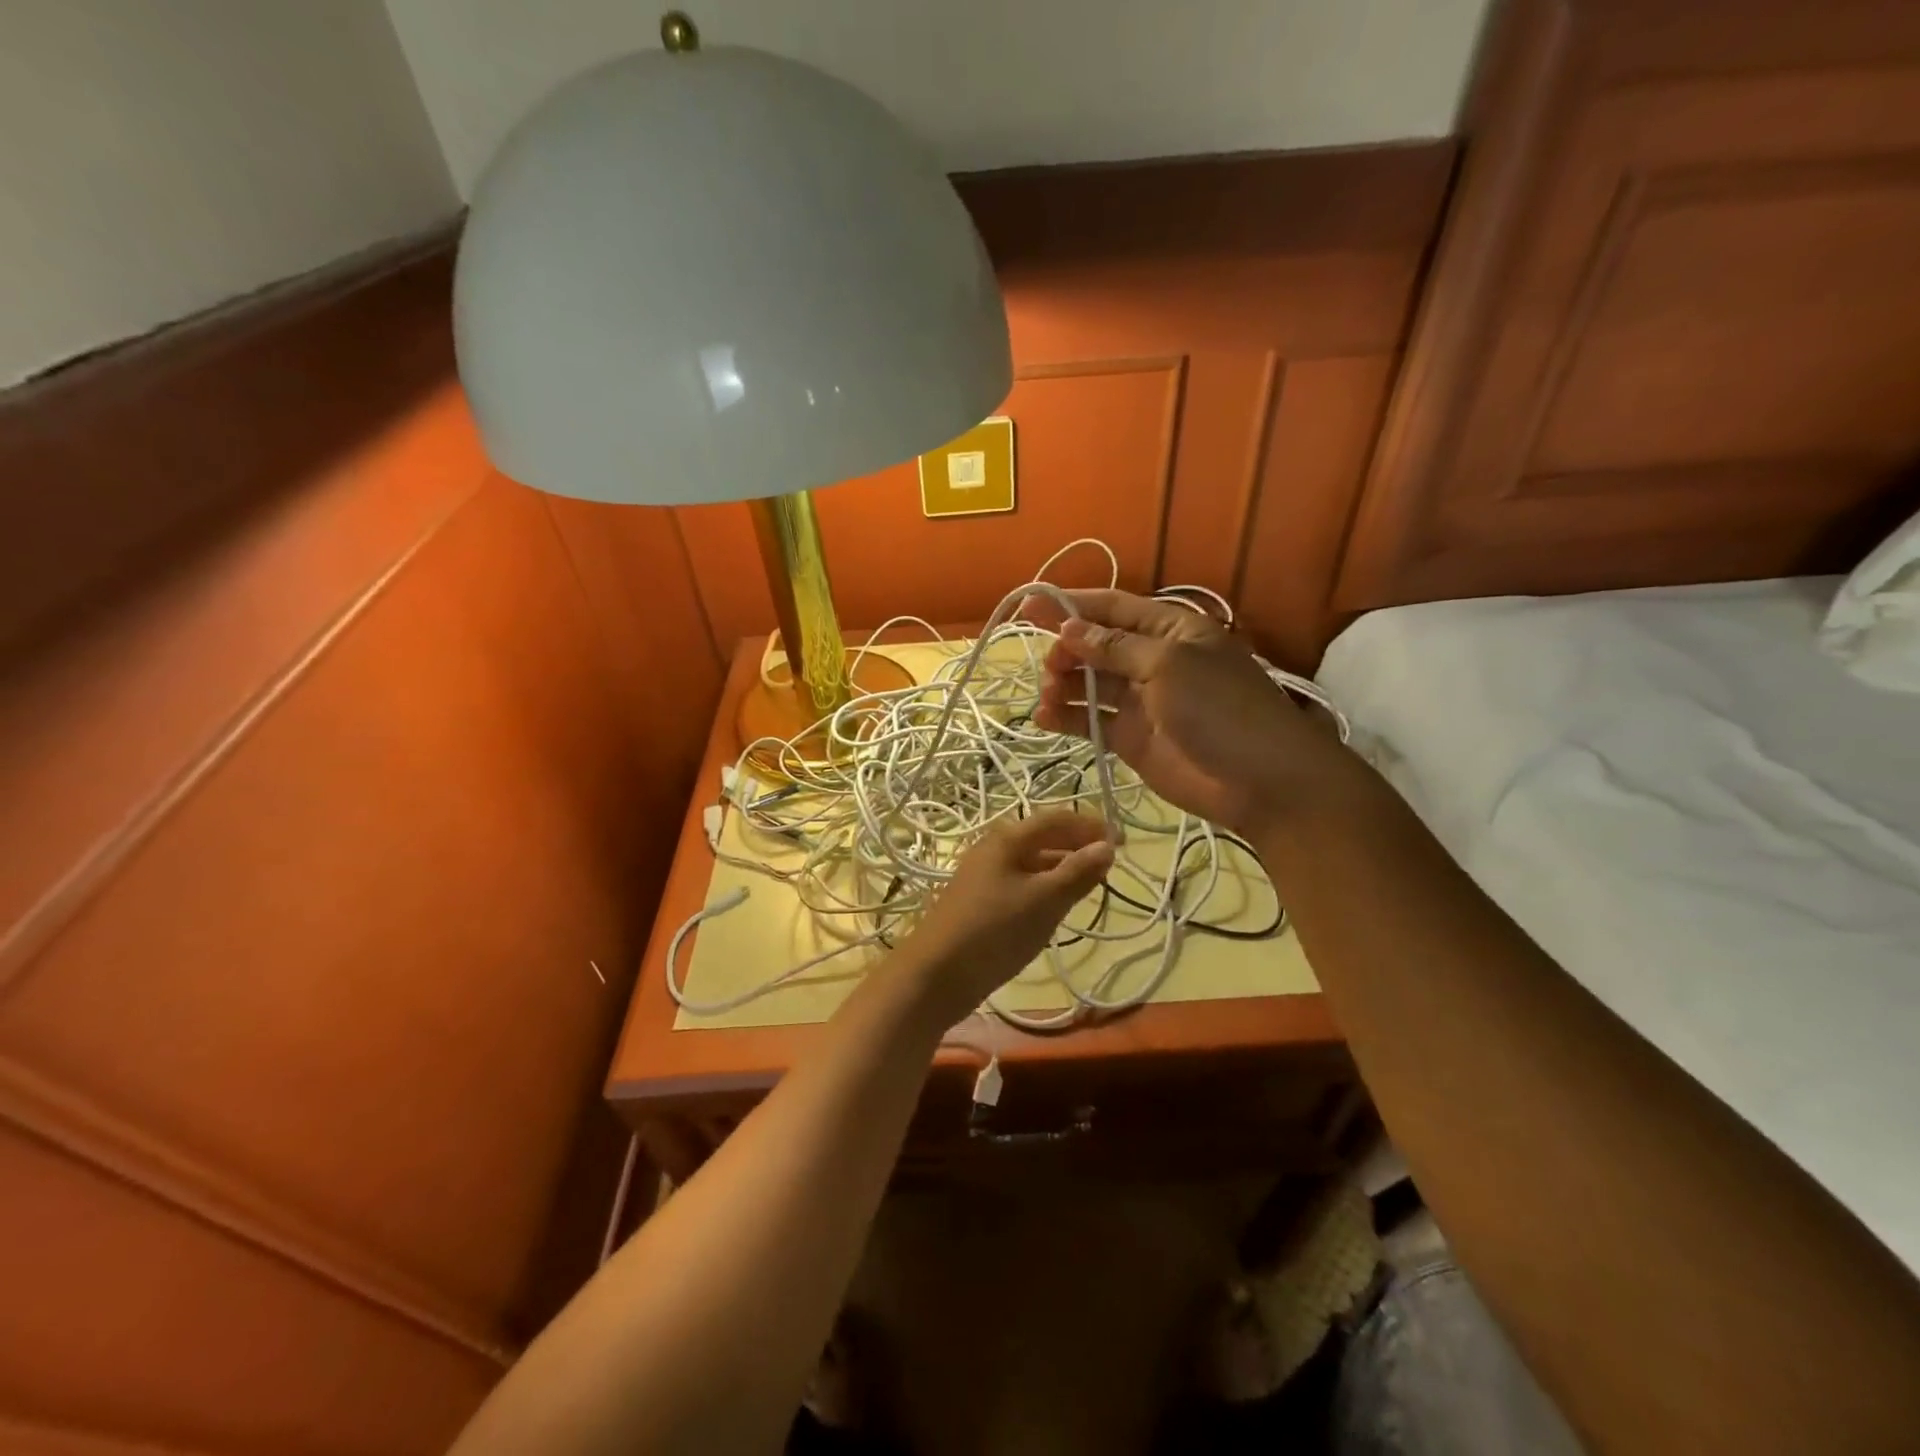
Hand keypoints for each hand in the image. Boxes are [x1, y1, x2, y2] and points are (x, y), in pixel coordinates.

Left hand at [901, 810, 1113, 1024]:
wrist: (936, 974)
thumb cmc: (994, 930)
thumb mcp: (1044, 901)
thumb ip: (1077, 873)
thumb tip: (1107, 846)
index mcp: (1008, 838)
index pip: (1057, 818)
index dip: (1090, 826)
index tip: (1122, 842)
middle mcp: (994, 848)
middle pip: (1043, 837)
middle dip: (1077, 846)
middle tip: (1109, 866)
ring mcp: (984, 875)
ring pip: (1032, 862)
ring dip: (1062, 868)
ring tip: (1090, 885)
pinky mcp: (980, 901)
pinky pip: (1020, 882)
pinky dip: (1044, 887)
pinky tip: (1056, 906)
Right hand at [1029, 590, 1367, 838]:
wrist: (1260, 781)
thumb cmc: (1220, 709)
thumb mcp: (1169, 665)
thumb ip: (1115, 647)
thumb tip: (1070, 628)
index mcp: (1170, 630)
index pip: (1113, 608)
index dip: (1071, 606)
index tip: (1029, 608)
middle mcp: (1152, 660)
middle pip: (1097, 646)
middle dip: (1066, 650)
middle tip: (1048, 667)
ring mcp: (1141, 701)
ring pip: (1090, 684)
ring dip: (1063, 685)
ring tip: (1046, 695)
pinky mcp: (1132, 738)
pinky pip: (1091, 721)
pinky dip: (1067, 718)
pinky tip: (1044, 719)